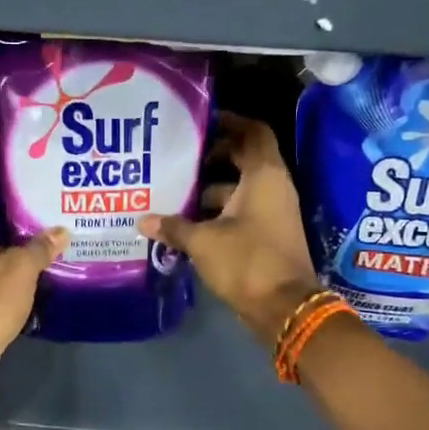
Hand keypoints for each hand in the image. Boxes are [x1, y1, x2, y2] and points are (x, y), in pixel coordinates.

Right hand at [138, 113, 319, 347]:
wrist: (285, 308)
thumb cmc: (247, 261)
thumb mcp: (203, 242)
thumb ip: (174, 227)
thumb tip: (143, 221)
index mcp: (264, 176)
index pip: (253, 132)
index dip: (230, 121)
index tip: (202, 122)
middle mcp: (274, 187)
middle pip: (244, 158)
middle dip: (213, 155)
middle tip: (180, 156)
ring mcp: (273, 212)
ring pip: (240, 187)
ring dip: (211, 188)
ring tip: (175, 190)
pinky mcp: (268, 234)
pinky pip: (242, 211)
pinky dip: (218, 211)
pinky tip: (188, 221)